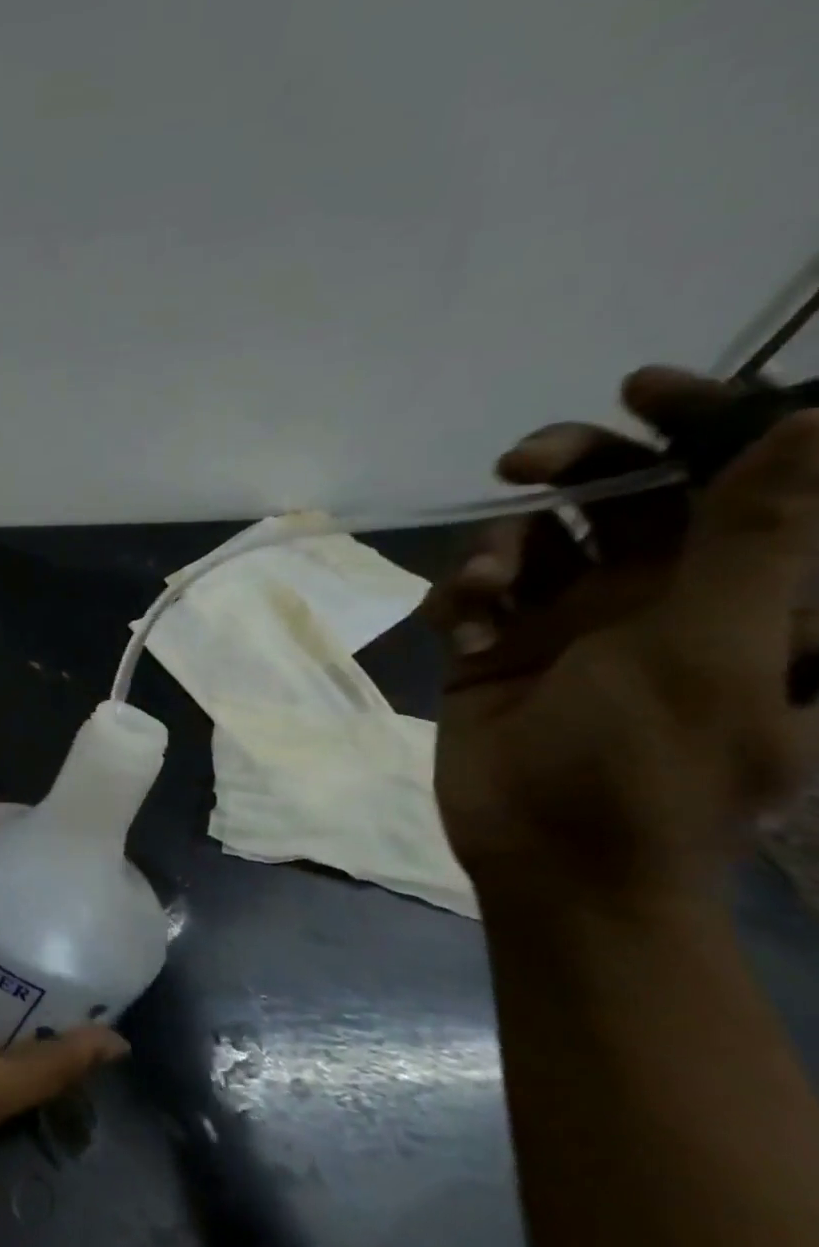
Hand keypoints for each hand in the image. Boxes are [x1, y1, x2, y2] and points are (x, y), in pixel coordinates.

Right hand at [424, 367, 818, 902]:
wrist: (549, 855)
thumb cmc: (650, 768)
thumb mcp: (712, 652)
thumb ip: (755, 541)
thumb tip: (816, 418)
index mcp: (744, 593)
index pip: (738, 479)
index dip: (704, 421)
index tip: (639, 390)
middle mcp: (661, 595)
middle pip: (623, 494)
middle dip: (574, 467)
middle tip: (522, 465)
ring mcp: (572, 623)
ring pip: (534, 538)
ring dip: (503, 547)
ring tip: (488, 591)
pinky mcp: (498, 648)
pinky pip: (474, 591)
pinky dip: (463, 597)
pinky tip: (463, 631)